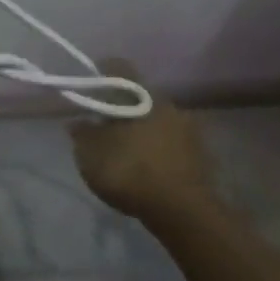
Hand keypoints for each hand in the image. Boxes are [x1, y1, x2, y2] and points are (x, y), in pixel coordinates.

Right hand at [70, 63, 214, 225]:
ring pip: (156, 120)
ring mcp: (189, 130)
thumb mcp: (90, 153)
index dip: (100, 73)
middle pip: (139, 96)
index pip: (119, 68)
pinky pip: (170, 143)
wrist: (183, 212)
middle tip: (102, 124)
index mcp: (141, 96)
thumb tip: (78, 121)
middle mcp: (169, 104)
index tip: (88, 86)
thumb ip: (82, 133)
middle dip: (120, 107)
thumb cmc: (130, 171)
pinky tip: (144, 168)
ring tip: (123, 150)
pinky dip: (156, 150)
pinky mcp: (201, 156)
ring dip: (140, 130)